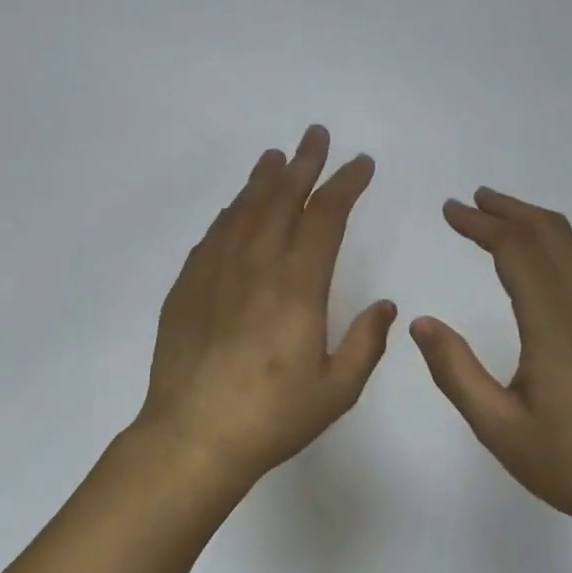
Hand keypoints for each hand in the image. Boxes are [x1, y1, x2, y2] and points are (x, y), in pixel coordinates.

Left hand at [136, 126, 396, 496]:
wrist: (192, 437)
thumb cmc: (272, 417)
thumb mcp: (337, 389)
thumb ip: (366, 343)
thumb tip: (385, 305)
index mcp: (297, 286)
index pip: (325, 217)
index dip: (345, 184)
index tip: (360, 164)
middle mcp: (255, 266)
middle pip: (281, 199)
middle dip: (304, 164)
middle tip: (316, 135)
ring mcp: (214, 273)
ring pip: (242, 210)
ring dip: (263, 180)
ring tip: (276, 157)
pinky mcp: (186, 288)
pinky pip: (212, 236)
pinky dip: (229, 213)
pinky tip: (234, 208)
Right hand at [410, 188, 571, 537]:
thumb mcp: (499, 428)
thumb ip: (456, 372)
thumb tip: (422, 322)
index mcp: (555, 327)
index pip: (517, 252)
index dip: (482, 224)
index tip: (451, 209)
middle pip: (553, 236)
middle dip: (510, 210)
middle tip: (473, 200)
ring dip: (536, 226)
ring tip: (501, 222)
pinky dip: (555, 250)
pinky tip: (539, 270)